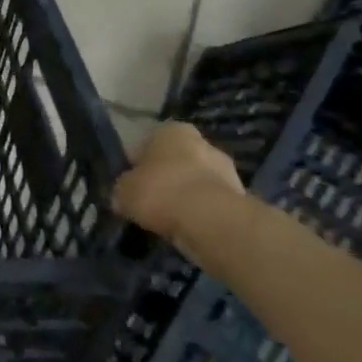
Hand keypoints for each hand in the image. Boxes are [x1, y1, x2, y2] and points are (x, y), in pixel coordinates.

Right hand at [113, 121, 243, 248]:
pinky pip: (209, 205)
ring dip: (182, 199)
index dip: (134, 166)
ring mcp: (226, 170)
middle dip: (163, 180)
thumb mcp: (123, 191)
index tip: (128, 187)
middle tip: (147, 204)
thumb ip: (122, 189)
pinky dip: (199, 215)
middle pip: (174, 162)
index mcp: (171, 130)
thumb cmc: (161, 192)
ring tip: (166, 222)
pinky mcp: (240, 198)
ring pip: (194, 184)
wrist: (213, 222)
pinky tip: (186, 230)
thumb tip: (122, 196)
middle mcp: (201, 142)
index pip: (145, 145)